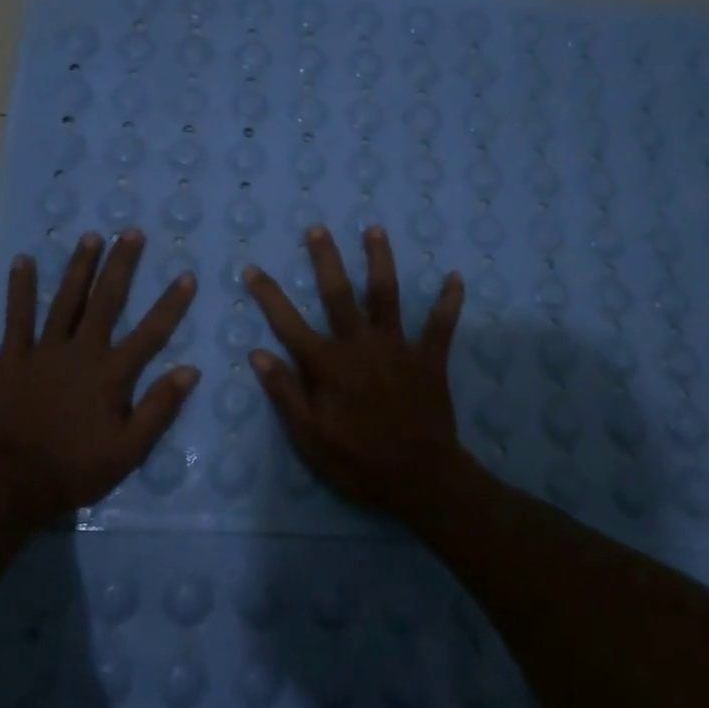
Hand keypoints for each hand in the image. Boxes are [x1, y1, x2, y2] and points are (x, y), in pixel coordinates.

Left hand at [0, 229, 197, 529]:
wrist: (12, 483)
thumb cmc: (76, 469)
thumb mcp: (129, 450)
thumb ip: (159, 409)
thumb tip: (189, 370)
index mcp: (112, 374)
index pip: (150, 332)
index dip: (171, 304)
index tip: (186, 275)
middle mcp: (82, 351)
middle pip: (107, 300)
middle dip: (121, 264)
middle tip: (131, 232)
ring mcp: (45, 350)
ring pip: (66, 299)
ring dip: (79, 266)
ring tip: (90, 236)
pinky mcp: (13, 357)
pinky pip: (17, 316)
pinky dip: (20, 288)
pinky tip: (23, 260)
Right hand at [242, 225, 466, 519]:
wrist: (420, 478)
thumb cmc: (359, 461)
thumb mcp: (309, 437)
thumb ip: (285, 393)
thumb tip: (258, 353)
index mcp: (328, 365)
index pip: (289, 324)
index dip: (269, 295)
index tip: (253, 268)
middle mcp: (361, 345)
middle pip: (339, 294)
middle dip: (326, 260)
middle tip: (318, 229)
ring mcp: (398, 348)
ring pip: (387, 296)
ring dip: (381, 261)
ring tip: (375, 230)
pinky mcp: (429, 359)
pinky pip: (441, 325)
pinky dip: (449, 301)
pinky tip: (456, 277)